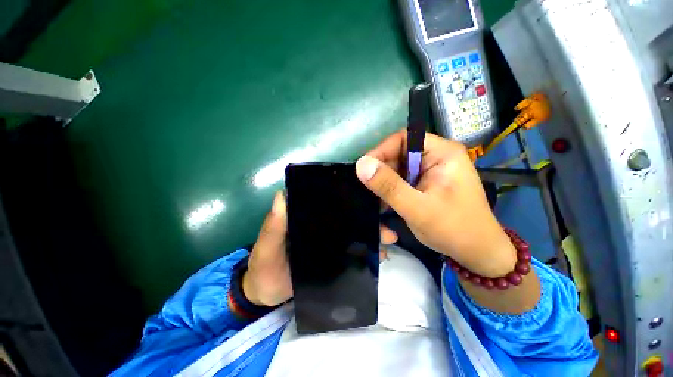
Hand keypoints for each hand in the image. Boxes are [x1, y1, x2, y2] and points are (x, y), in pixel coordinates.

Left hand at [243, 192, 398, 306]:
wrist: (266, 296)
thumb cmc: (264, 267)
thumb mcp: (266, 247)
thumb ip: (273, 226)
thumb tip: (281, 195)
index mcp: (305, 217)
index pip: (328, 201)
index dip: (347, 197)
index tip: (368, 197)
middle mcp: (320, 225)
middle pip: (347, 217)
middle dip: (367, 218)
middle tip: (385, 225)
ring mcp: (328, 242)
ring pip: (353, 233)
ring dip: (370, 235)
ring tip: (388, 240)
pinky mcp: (332, 258)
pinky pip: (351, 252)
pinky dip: (365, 253)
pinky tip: (379, 256)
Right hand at [355, 130, 515, 277]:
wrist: (476, 253)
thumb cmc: (454, 229)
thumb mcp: (417, 208)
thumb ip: (389, 186)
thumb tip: (360, 164)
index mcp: (442, 153)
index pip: (404, 139)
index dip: (381, 151)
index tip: (364, 170)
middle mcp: (435, 158)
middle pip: (398, 156)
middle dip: (381, 175)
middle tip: (368, 193)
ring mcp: (429, 172)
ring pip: (396, 171)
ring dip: (384, 188)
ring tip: (377, 206)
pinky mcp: (424, 185)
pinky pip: (400, 183)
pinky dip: (390, 195)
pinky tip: (386, 209)